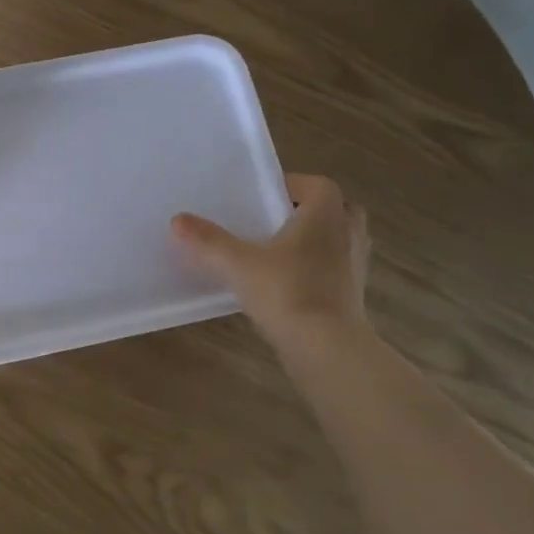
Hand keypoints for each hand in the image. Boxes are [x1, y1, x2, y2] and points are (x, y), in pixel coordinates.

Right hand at [170, 173, 372, 349]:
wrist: (326, 348)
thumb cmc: (287, 291)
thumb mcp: (238, 263)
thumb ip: (209, 240)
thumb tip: (178, 219)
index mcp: (326, 214)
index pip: (316, 185)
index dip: (290, 185)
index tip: (261, 197)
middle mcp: (348, 233)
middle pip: (334, 210)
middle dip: (307, 211)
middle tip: (273, 221)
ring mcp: (355, 265)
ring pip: (337, 240)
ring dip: (314, 240)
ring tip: (277, 251)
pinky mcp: (353, 294)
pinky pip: (335, 268)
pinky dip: (317, 268)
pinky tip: (287, 283)